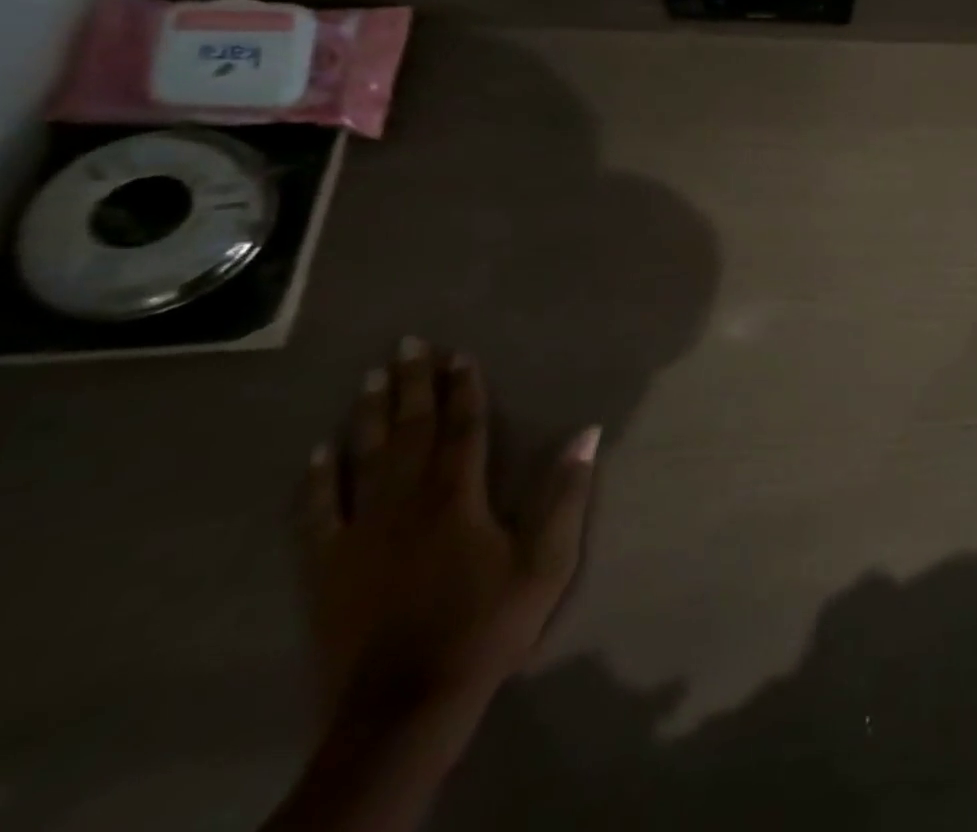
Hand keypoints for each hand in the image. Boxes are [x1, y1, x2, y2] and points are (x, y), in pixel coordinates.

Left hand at [301, 338, 599, 726]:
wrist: (404, 707)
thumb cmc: (486, 626)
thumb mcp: (547, 562)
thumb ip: (567, 494)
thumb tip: (588, 432)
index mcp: (457, 496)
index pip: (463, 427)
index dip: (464, 387)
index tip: (461, 353)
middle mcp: (405, 501)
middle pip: (409, 430)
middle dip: (411, 383)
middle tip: (407, 342)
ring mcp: (359, 533)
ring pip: (363, 458)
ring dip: (367, 414)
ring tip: (370, 376)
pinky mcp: (326, 568)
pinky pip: (316, 513)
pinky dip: (315, 480)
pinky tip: (316, 453)